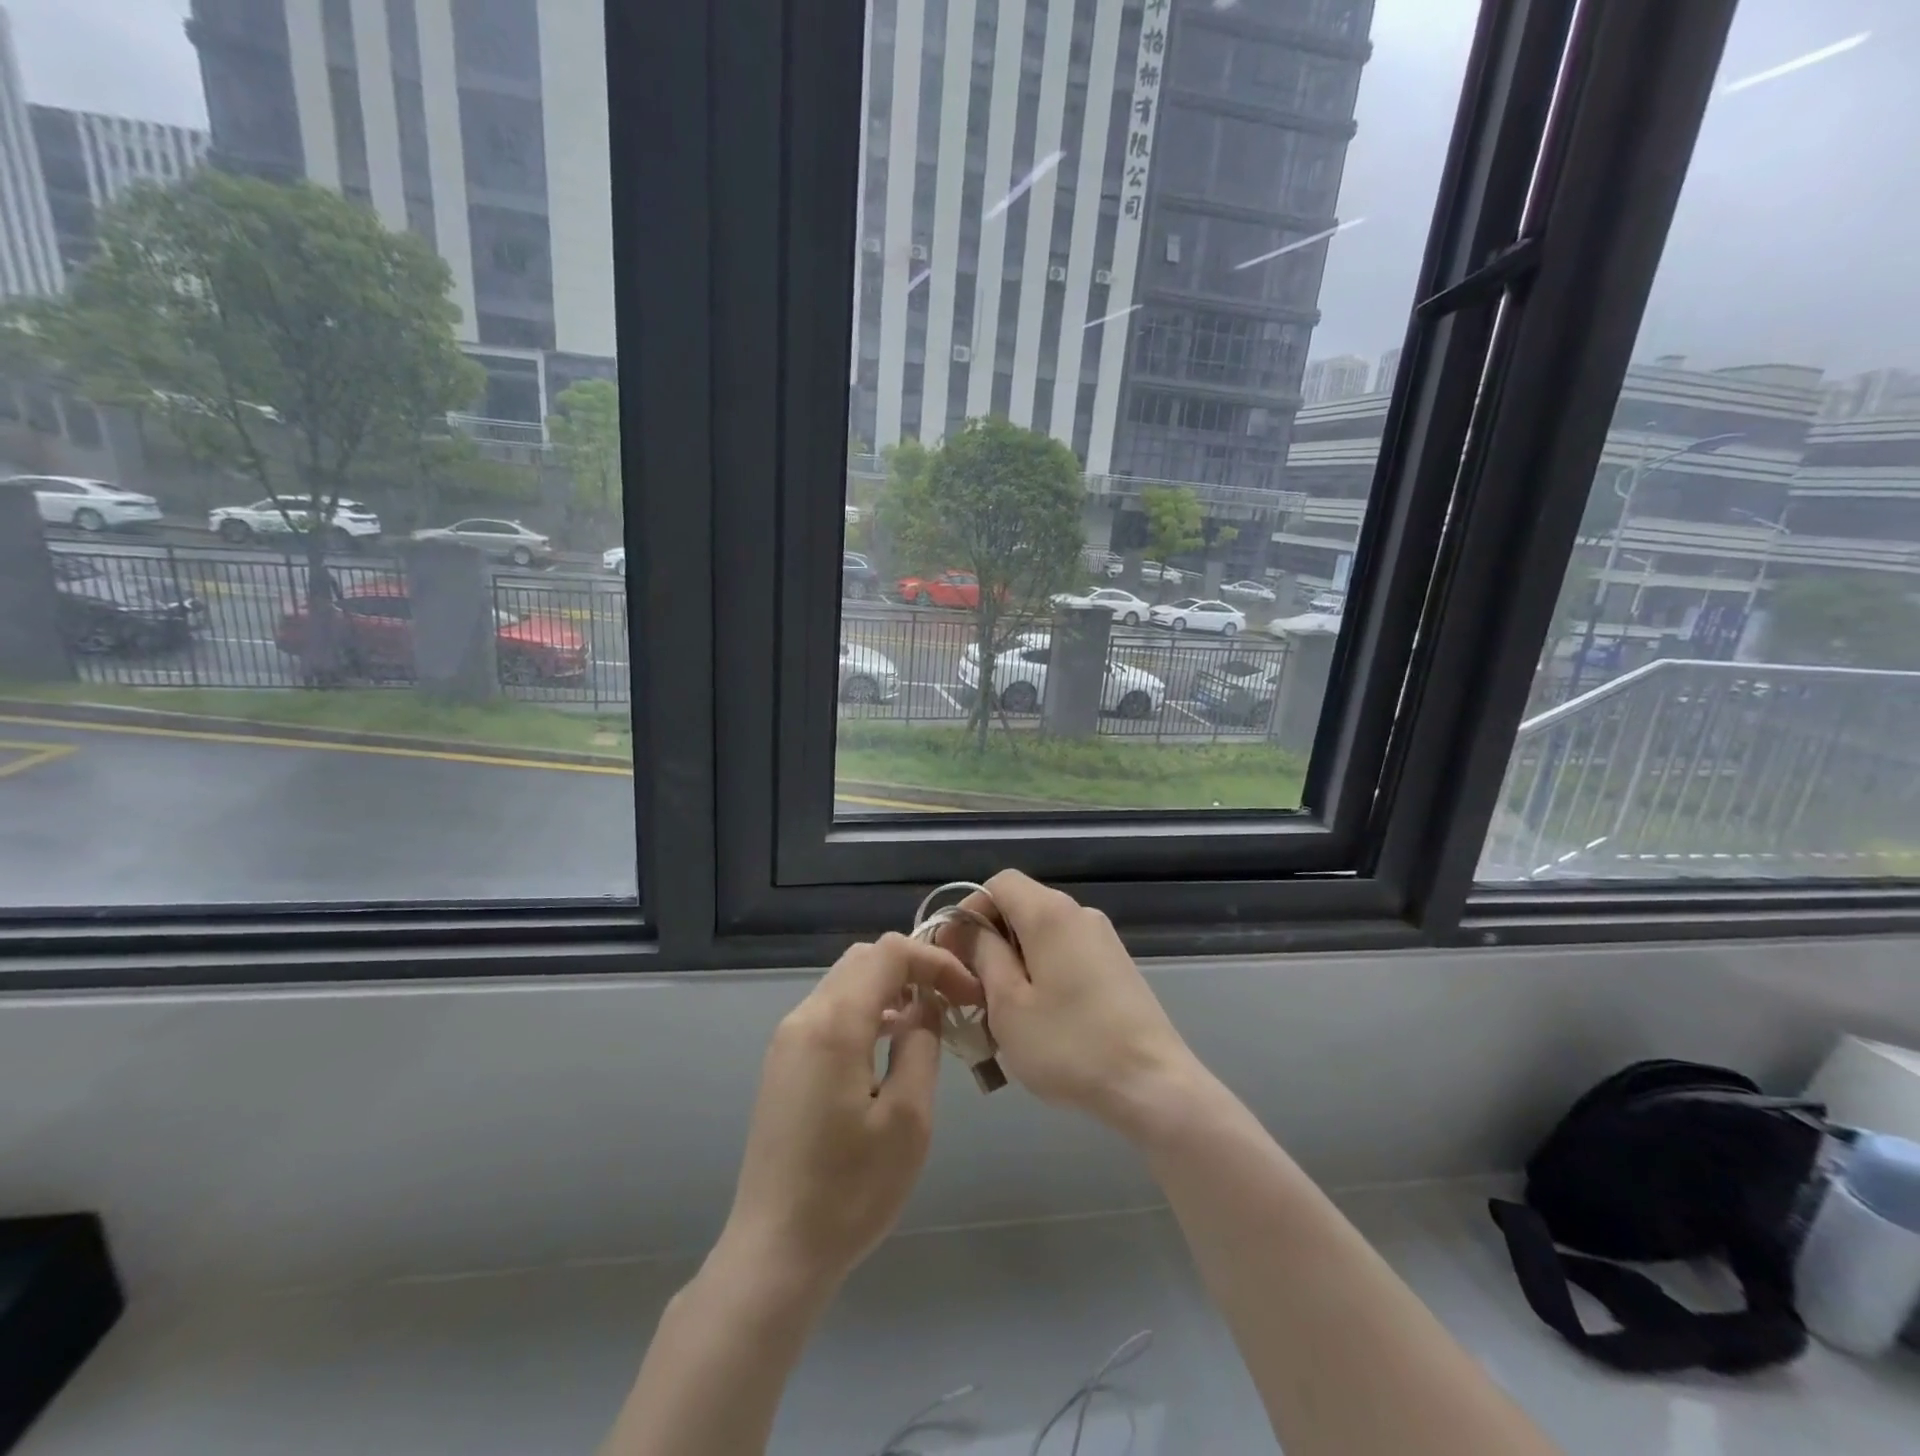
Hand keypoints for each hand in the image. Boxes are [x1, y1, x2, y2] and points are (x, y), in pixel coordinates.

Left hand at [718, 933, 980, 1292]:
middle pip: (864, 959)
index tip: (969, 993)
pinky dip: (866, 1009)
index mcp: (834, 1023)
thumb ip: (920, 1046)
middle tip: (953, 999)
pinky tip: (889, 1044)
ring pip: (845, 982)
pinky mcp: (783, 1063)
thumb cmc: (850, 1191)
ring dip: (889, 987)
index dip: (936, 960)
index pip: (890, 954)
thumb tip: (925, 1007)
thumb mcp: (907, 1120)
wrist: (774, 1251)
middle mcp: (804, 1017)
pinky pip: (829, 1011)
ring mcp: (787, 1040)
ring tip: (928, 1019)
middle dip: (914, 967)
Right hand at [941, 870, 1205, 1139]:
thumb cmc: (1070, 1045)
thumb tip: (968, 929)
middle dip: (990, 942)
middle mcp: (1079, 913)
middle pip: (1021, 907)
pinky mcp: (1116, 965)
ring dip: (1014, 963)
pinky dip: (1042, 973)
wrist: (1153, 1085)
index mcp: (1050, 913)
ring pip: (1042, 934)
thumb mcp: (1008, 1004)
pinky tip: (1039, 1019)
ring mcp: (1102, 939)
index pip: (999, 883)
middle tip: (972, 990)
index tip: (955, 954)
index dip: (969, 911)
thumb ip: (983, 955)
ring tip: (1002, 1013)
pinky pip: (1065, 953)